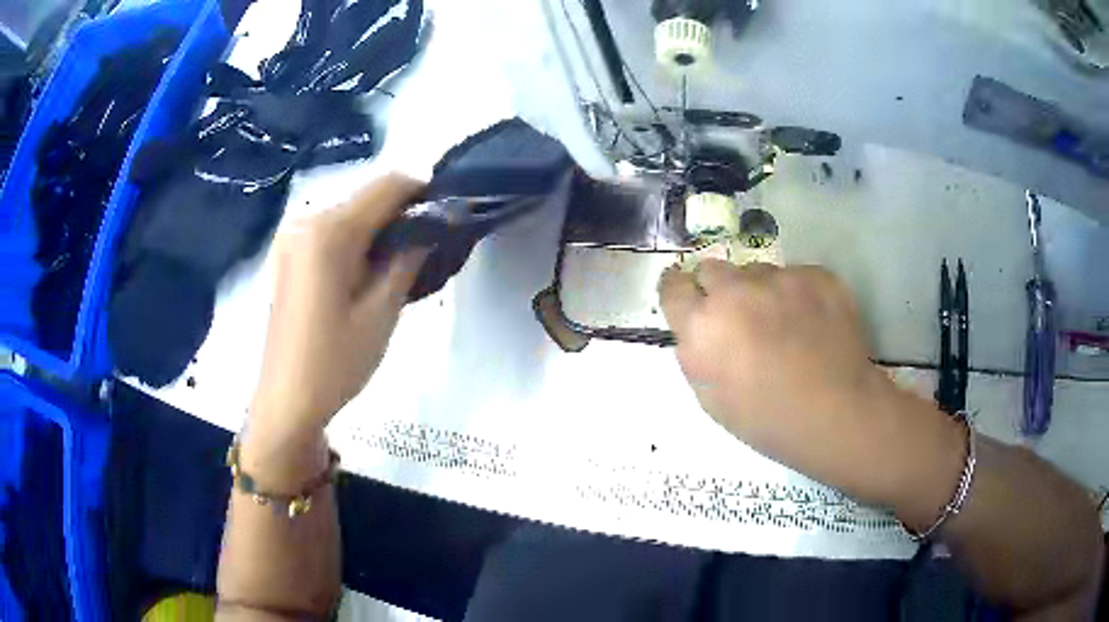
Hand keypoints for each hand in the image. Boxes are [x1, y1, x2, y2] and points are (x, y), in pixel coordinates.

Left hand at [250, 174, 428, 437]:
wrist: (286, 399)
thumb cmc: (335, 362)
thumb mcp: (381, 312)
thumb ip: (408, 258)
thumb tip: (433, 225)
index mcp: (329, 231)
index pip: (387, 185)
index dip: (423, 192)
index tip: (447, 215)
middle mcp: (306, 220)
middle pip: (366, 196)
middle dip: (401, 211)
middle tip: (427, 247)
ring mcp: (292, 236)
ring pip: (349, 212)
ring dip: (379, 227)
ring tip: (400, 263)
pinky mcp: (287, 253)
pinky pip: (331, 230)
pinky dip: (356, 239)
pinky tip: (366, 271)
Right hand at [658, 260, 933, 500]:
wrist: (838, 414)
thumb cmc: (768, 420)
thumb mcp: (711, 399)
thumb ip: (697, 352)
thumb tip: (701, 327)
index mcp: (702, 325)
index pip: (672, 286)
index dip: (681, 294)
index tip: (692, 304)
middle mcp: (735, 290)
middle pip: (712, 269)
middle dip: (719, 290)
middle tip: (740, 319)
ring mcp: (780, 277)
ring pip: (757, 271)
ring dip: (760, 291)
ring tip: (785, 325)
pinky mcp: (816, 274)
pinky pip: (796, 275)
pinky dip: (798, 294)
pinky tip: (814, 324)